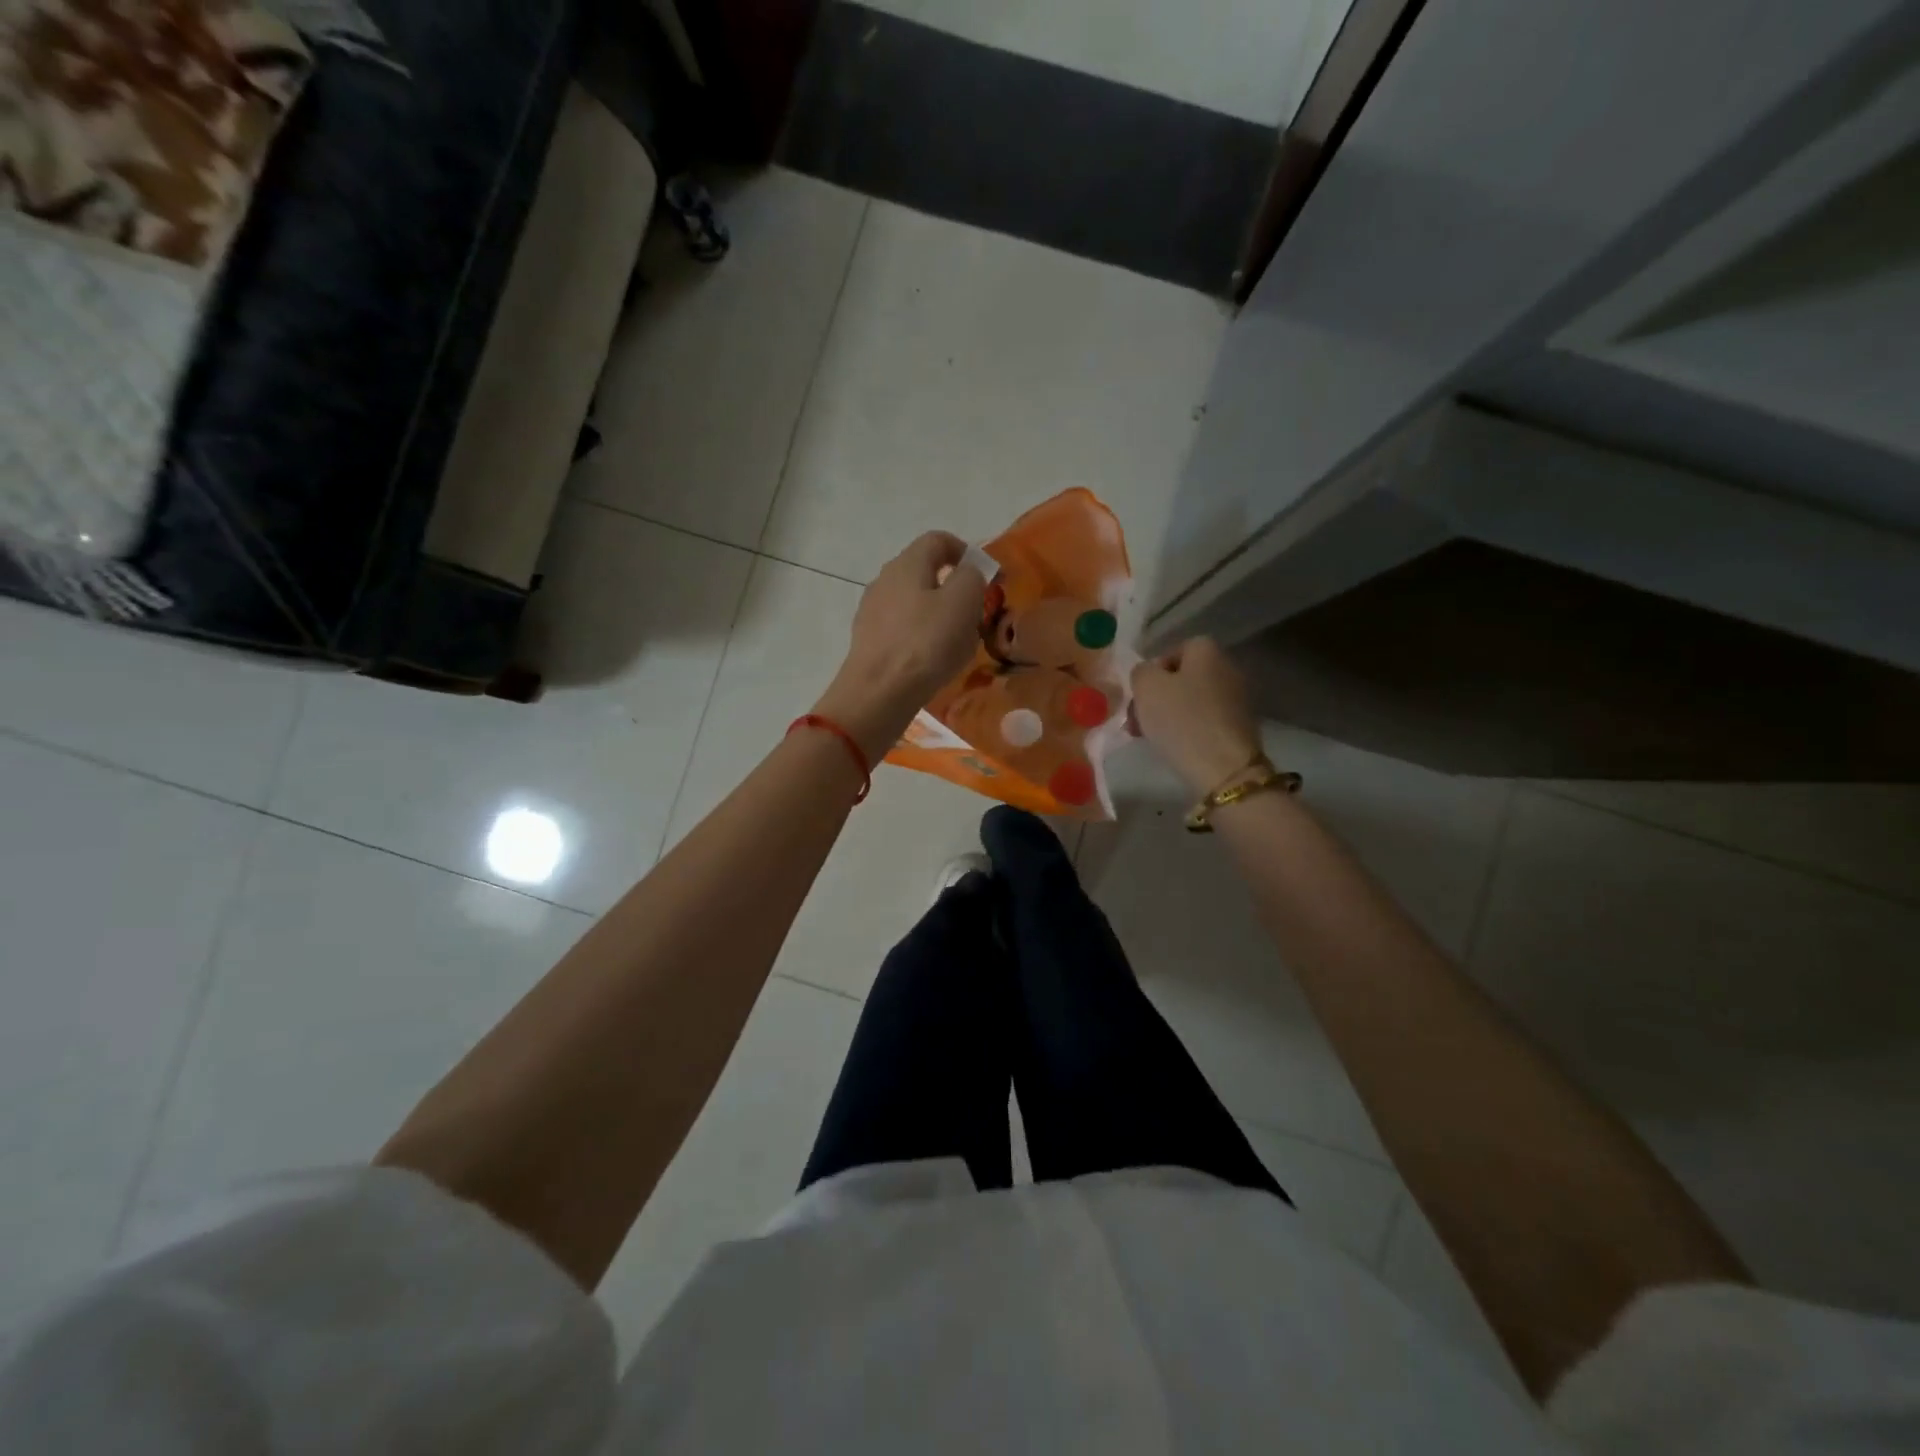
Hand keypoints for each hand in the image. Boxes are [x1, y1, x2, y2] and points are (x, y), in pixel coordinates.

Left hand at [813, 532, 985, 760]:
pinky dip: (922, 638)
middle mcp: (884, 580)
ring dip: (939, 616)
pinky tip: (933, 662)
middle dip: (954, 588)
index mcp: (906, 563)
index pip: (938, 539)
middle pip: (924, 572)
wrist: (878, 694)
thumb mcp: (963, 601)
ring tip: (958, 643)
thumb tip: (968, 572)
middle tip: (976, 614)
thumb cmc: (926, 643)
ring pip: (914, 603)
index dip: (965, 551)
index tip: (986, 576)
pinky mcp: (868, 642)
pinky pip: (903, 630)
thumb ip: (972, 577)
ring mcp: (872, 612)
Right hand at [1130, 637, 1263, 794]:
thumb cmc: (1181, 720)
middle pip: (1181, 678)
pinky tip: (1174, 747)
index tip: (1138, 696)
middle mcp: (1227, 667)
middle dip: (1156, 697)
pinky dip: (1187, 730)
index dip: (1151, 672)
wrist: (1223, 767)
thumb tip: (1147, 674)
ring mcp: (1237, 698)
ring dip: (1168, 715)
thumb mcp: (1146, 687)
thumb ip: (1141, 672)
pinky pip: (1204, 720)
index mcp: (1206, 650)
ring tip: (1149, 737)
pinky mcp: (1239, 726)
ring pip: (1190, 700)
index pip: (1172, 651)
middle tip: (1136, 720)